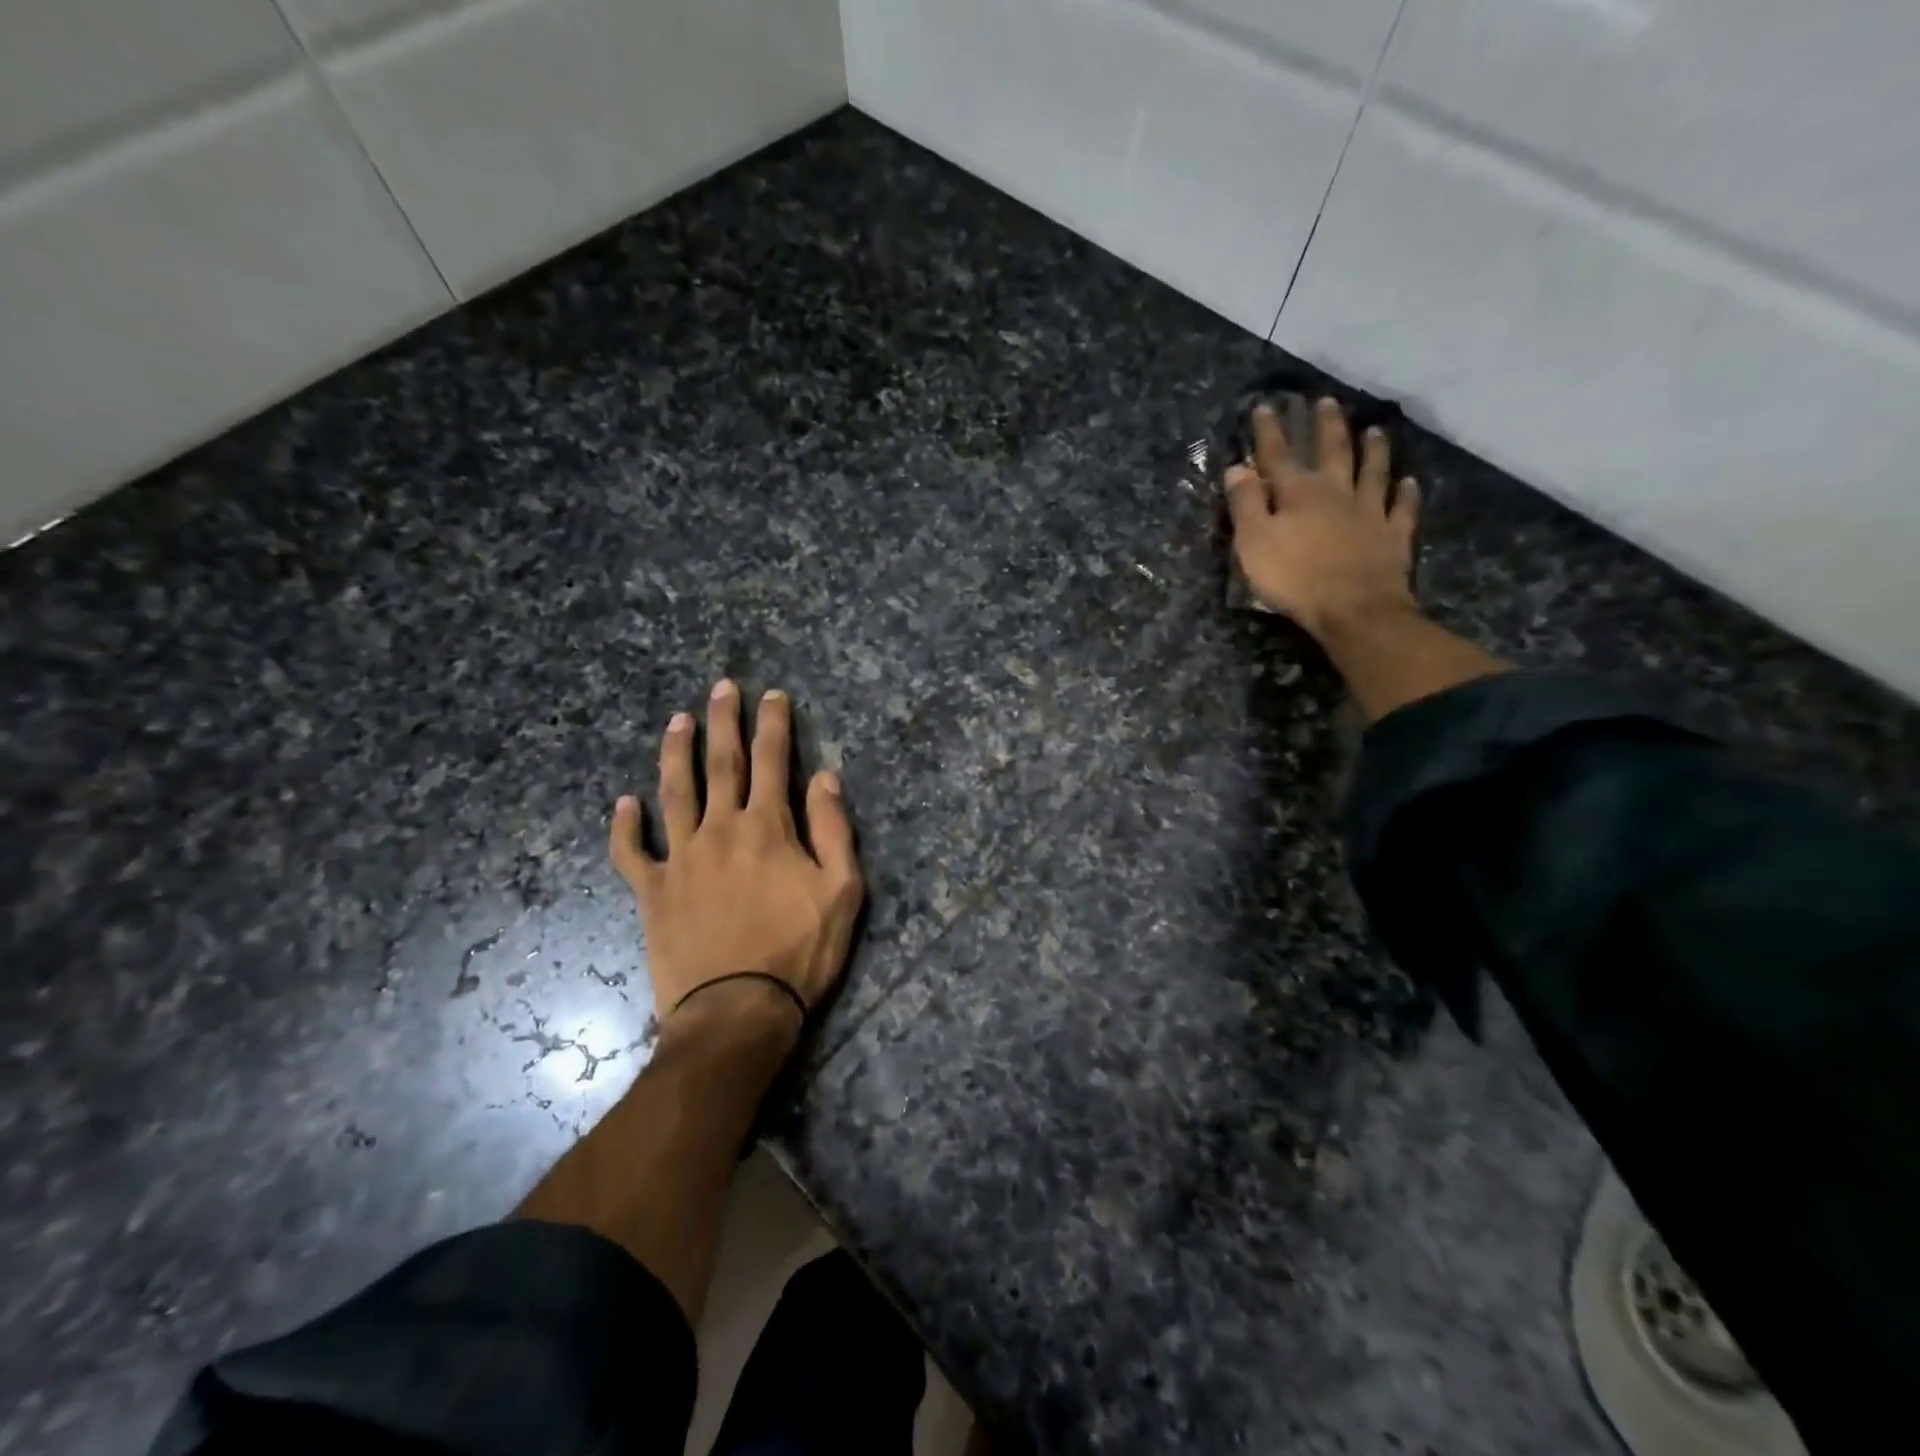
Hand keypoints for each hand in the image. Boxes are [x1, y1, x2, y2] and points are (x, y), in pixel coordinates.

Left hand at [608, 679, 863, 1038]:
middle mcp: (720, 829)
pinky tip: (623, 803)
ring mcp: (680, 858)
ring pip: (674, 793)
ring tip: (677, 720)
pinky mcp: (652, 891)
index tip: (772, 695)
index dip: (773, 724)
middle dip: (724, 721)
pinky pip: (631, 852)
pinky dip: (625, 826)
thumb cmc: (799, 952)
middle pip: (721, 763)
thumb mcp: (842, 891)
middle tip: (721, 686)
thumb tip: (826, 778)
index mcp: (768, 827)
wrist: (736, 1011)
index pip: (773, 761)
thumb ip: (834, 830)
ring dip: (676, 753)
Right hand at [1224, 397, 1420, 638]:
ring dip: (1373, 450)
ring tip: (1375, 430)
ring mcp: (1370, 513)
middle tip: (1325, 401)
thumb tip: (1237, 468)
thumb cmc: (1294, 578)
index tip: (1265, 406)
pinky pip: (1402, 509)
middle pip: (1333, 452)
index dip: (1269, 431)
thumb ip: (1245, 504)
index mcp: (1298, 494)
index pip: (1279, 455)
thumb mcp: (1254, 542)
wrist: (1353, 609)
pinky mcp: (1393, 537)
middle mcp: (1337, 493)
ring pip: (1373, 472)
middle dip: (1326, 426)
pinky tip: (1410, 482)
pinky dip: (1406, 494)